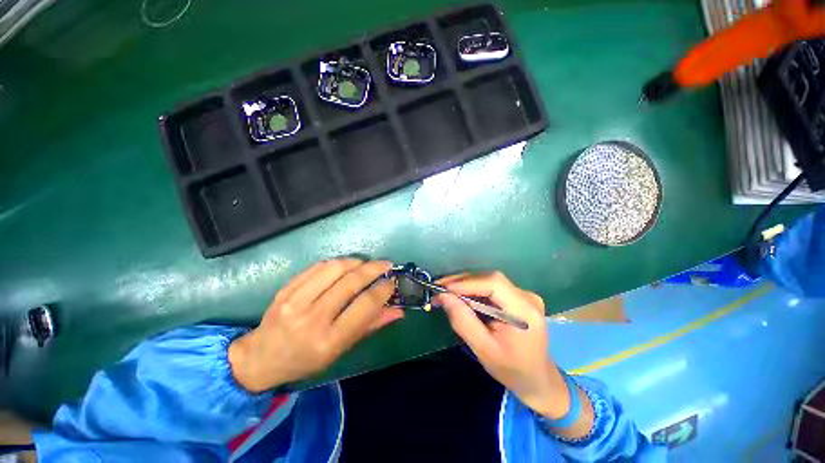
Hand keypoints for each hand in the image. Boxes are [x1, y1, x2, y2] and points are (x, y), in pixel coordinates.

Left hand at [229, 259, 402, 392]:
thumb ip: (371, 326)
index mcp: (329, 340)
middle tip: (385, 264)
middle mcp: (312, 319)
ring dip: (356, 262)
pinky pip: (317, 267)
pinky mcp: (285, 289)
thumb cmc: (306, 360)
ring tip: (366, 264)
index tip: (392, 282)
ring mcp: (296, 301)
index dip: (383, 290)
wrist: (261, 358)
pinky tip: (345, 265)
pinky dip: (337, 262)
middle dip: (374, 269)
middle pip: (351, 282)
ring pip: (334, 269)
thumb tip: (398, 310)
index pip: (364, 306)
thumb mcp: (341, 350)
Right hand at [434, 272, 569, 418]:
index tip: (443, 288)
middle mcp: (527, 297)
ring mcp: (524, 295)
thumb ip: (463, 321)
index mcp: (524, 311)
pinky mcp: (518, 297)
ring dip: (465, 284)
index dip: (467, 282)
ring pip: (488, 280)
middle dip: (462, 282)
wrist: (537, 379)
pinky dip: (473, 290)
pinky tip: (461, 296)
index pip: (494, 283)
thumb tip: (443, 296)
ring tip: (445, 291)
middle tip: (439, 287)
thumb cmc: (511, 369)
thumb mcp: (483, 349)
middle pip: (490, 278)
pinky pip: (491, 287)